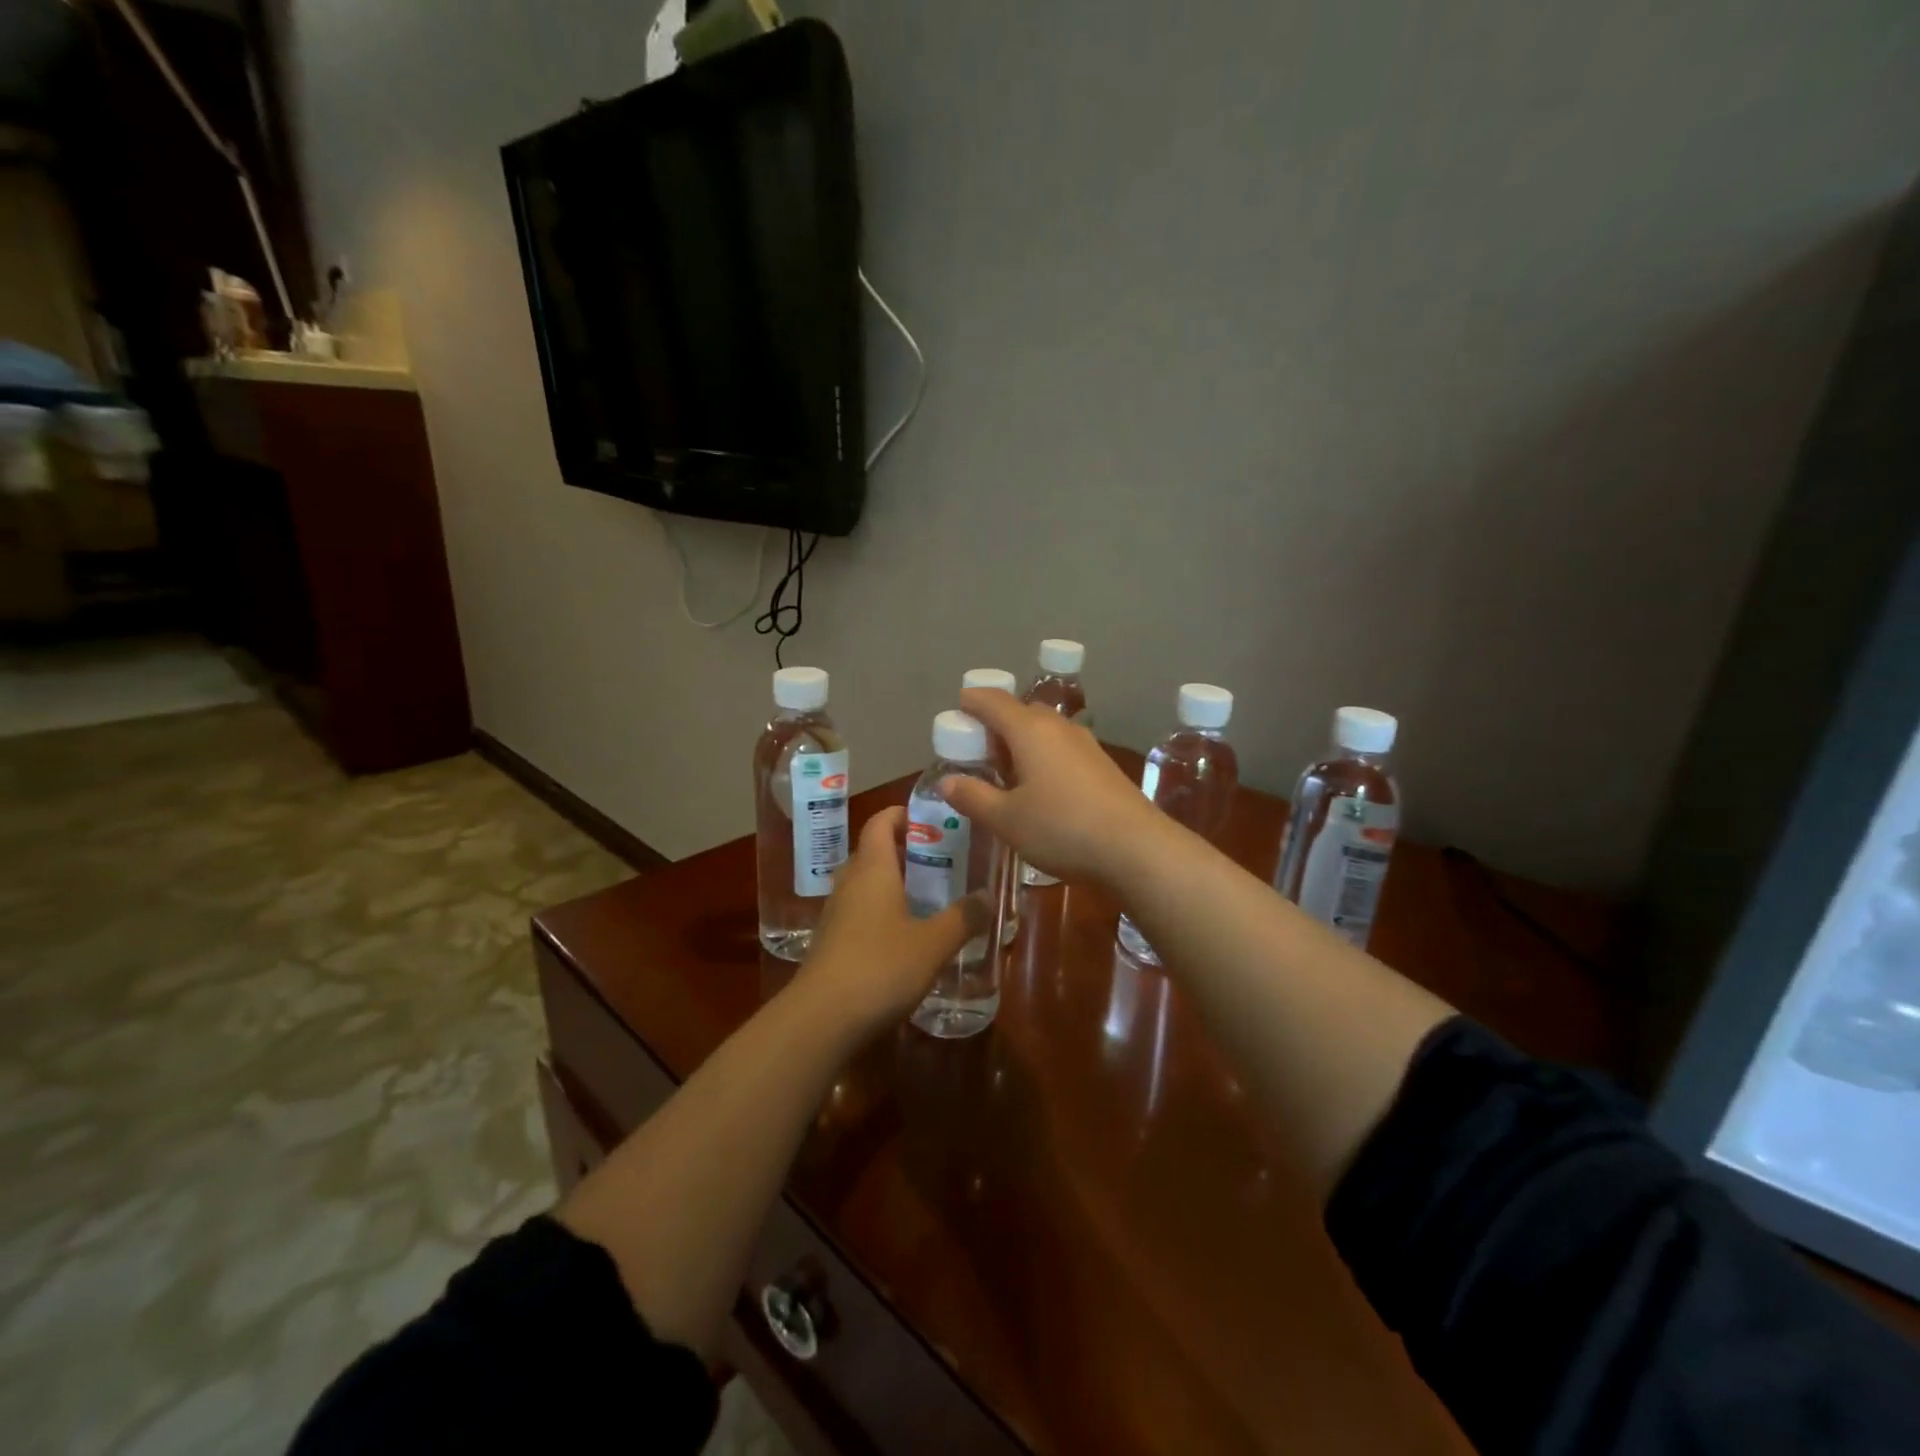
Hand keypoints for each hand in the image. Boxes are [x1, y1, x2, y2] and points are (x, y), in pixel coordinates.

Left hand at [797, 806, 991, 1032]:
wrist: (821, 1019)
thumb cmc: (880, 967)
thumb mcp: (933, 944)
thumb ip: (963, 918)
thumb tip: (988, 896)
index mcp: (872, 869)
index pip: (880, 822)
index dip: (902, 814)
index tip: (930, 818)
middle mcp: (850, 883)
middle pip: (872, 851)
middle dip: (904, 850)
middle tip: (941, 860)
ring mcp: (836, 914)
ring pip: (865, 884)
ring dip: (893, 883)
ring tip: (929, 897)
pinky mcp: (831, 944)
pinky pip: (859, 913)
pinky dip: (881, 912)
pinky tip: (905, 937)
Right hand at [945, 688, 1167, 892]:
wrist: (1136, 848)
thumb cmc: (1061, 828)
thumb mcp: (1006, 819)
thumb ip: (973, 797)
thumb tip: (947, 781)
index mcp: (1029, 730)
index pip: (993, 701)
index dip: (971, 702)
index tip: (956, 712)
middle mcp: (1058, 727)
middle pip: (1021, 712)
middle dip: (996, 725)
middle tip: (978, 752)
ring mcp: (1086, 745)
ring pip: (1044, 731)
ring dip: (1022, 743)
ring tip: (1007, 773)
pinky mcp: (1103, 766)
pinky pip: (1062, 749)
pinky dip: (1043, 757)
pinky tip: (1041, 789)